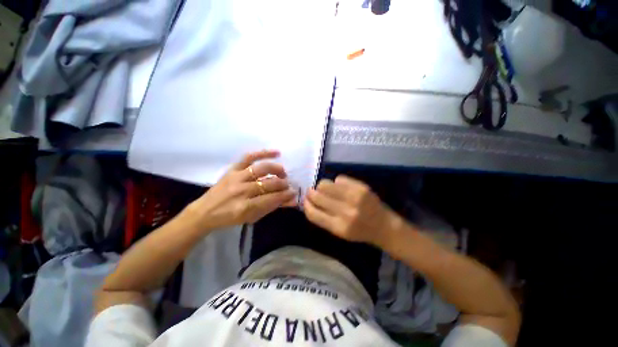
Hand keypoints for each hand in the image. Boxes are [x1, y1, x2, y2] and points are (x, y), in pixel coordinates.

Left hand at [186, 150, 296, 230]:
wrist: (205, 212)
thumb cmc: (230, 218)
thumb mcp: (252, 217)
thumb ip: (271, 207)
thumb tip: (290, 200)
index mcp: (245, 207)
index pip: (272, 199)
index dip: (285, 195)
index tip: (294, 193)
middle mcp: (241, 191)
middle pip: (269, 184)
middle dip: (283, 184)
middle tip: (289, 185)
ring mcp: (236, 178)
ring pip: (261, 169)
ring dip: (276, 169)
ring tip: (283, 172)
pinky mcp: (232, 169)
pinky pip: (249, 157)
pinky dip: (263, 153)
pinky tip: (276, 152)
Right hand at [303, 175, 402, 247]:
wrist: (384, 226)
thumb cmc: (360, 231)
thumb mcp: (340, 232)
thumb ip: (323, 219)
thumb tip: (309, 202)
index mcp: (338, 227)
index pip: (313, 213)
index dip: (306, 205)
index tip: (305, 201)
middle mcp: (345, 212)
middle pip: (318, 196)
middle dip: (311, 193)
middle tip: (312, 192)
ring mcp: (354, 198)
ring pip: (325, 184)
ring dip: (321, 186)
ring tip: (325, 188)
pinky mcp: (361, 187)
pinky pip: (339, 178)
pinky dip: (336, 182)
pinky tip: (339, 186)